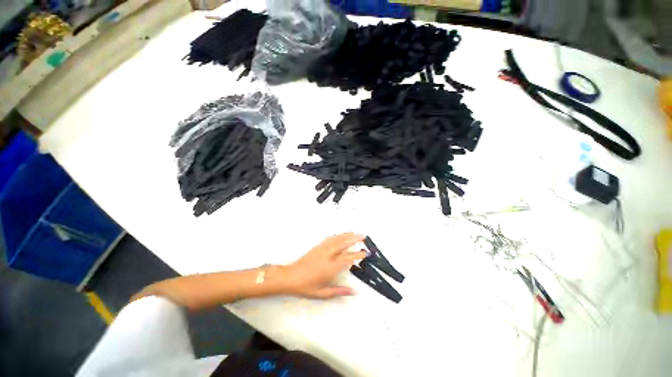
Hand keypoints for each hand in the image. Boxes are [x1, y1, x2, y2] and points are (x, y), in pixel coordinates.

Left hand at [284, 233, 366, 298]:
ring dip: (346, 235)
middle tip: (363, 236)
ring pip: (337, 239)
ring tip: (354, 232)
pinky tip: (340, 234)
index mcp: (331, 267)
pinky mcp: (317, 247)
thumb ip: (339, 291)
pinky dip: (336, 235)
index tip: (366, 253)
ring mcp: (322, 249)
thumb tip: (354, 292)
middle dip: (355, 239)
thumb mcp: (323, 293)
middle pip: (344, 244)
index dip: (358, 255)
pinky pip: (329, 239)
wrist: (290, 277)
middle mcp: (328, 255)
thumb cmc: (306, 286)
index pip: (348, 258)